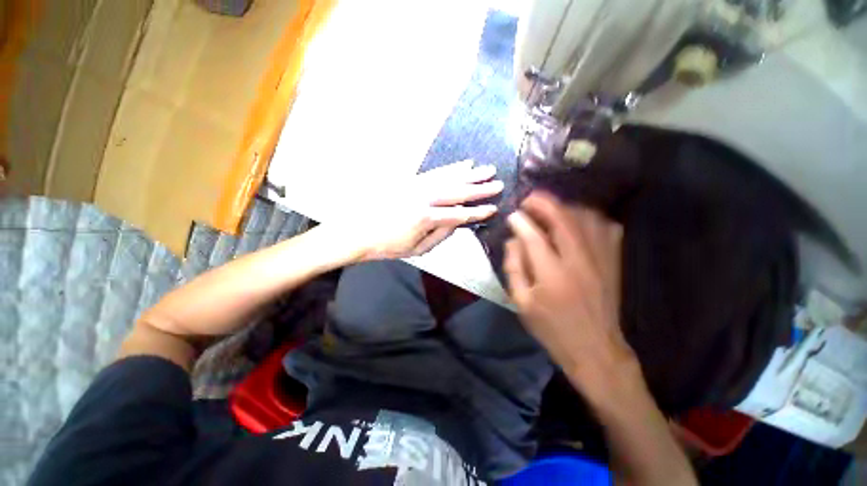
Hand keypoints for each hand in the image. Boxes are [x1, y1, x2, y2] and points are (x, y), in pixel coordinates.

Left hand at [345, 160, 502, 260]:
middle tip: (497, 183)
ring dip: (469, 173)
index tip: (493, 208)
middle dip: (479, 188)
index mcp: (426, 218)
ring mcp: (416, 186)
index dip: (477, 212)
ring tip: (486, 169)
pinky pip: (435, 172)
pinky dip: (451, 168)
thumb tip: (458, 224)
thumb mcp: (417, 250)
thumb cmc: (389, 246)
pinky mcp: (410, 180)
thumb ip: (441, 236)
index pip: (459, 215)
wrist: (358, 231)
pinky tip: (463, 164)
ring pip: (448, 177)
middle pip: (457, 192)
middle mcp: (424, 198)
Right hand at [504, 191, 637, 398]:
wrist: (596, 348)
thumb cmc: (551, 327)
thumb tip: (514, 239)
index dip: (520, 221)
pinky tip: (576, 221)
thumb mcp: (521, 302)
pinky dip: (590, 217)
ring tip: (549, 208)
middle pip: (563, 219)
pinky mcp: (613, 261)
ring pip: (586, 218)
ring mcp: (601, 259)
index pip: (534, 237)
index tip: (512, 215)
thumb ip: (514, 267)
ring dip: (565, 207)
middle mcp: (579, 261)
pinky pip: (606, 227)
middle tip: (529, 200)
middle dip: (543, 203)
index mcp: (552, 275)